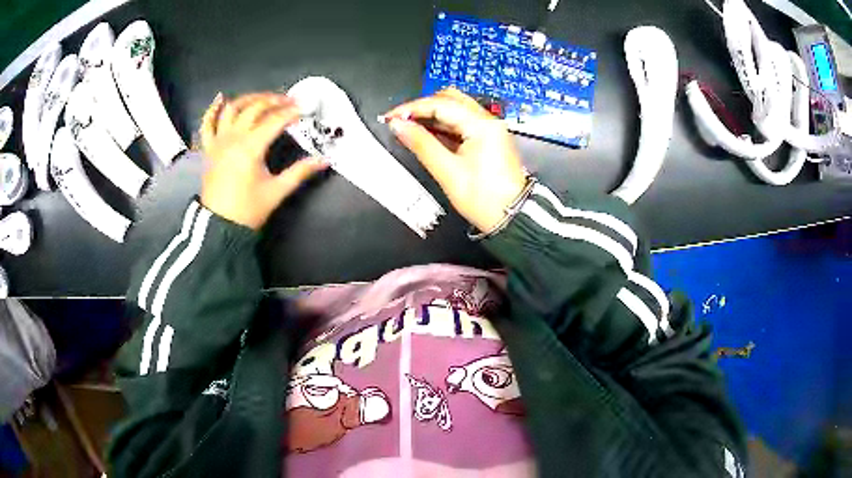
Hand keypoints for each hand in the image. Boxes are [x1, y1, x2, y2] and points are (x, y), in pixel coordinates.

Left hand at [199, 92, 327, 229]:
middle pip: (254, 108)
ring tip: (263, 97)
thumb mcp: (277, 191)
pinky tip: (220, 98)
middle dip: (274, 100)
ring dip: (249, 99)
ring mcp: (218, 142)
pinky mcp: (209, 148)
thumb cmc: (248, 210)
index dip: (291, 112)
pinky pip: (207, 124)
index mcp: (250, 148)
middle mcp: (233, 138)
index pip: (275, 121)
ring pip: (232, 109)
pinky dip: (212, 109)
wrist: (220, 226)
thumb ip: (300, 172)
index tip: (304, 109)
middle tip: (289, 100)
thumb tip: (324, 160)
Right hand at [383, 88, 526, 233]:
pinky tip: (428, 136)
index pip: (440, 104)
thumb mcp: (448, 172)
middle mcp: (488, 122)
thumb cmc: (485, 199)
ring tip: (410, 129)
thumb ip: (421, 144)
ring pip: (456, 110)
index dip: (412, 108)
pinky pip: (462, 124)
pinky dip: (443, 126)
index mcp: (482, 125)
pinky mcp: (489, 140)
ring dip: (432, 116)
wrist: (511, 217)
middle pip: (450, 99)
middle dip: (422, 107)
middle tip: (401, 121)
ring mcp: (490, 130)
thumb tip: (399, 127)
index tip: (392, 117)